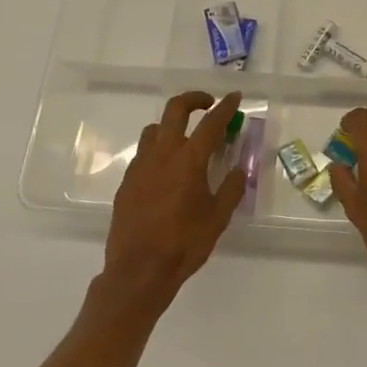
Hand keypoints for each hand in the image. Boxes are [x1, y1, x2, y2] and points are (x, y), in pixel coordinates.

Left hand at [104, 90, 246, 301]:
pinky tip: (167, 171)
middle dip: (194, 99)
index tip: (235, 96)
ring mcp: (141, 166)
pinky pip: (144, 153)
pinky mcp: (127, 181)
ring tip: (185, 139)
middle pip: (175, 110)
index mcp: (189, 160)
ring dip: (172, 125)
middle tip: (208, 104)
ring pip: (154, 129)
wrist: (138, 270)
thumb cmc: (183, 244)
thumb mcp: (217, 218)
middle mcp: (163, 154)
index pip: (211, 123)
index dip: (225, 107)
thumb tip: (239, 170)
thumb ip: (230, 189)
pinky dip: (158, 150)